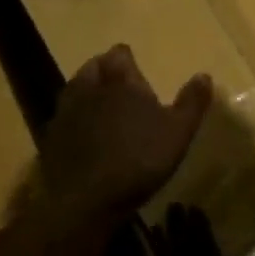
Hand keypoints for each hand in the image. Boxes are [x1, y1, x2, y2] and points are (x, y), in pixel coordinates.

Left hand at [34, 46, 210, 233]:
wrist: (87, 201)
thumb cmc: (140, 159)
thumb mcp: (179, 131)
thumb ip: (192, 101)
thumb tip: (204, 75)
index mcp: (120, 80)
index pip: (119, 53)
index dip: (127, 59)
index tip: (137, 71)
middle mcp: (89, 88)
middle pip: (93, 66)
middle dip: (106, 70)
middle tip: (121, 87)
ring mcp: (65, 113)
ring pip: (75, 89)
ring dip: (88, 92)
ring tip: (103, 107)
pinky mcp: (50, 138)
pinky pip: (64, 117)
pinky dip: (75, 119)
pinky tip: (86, 136)